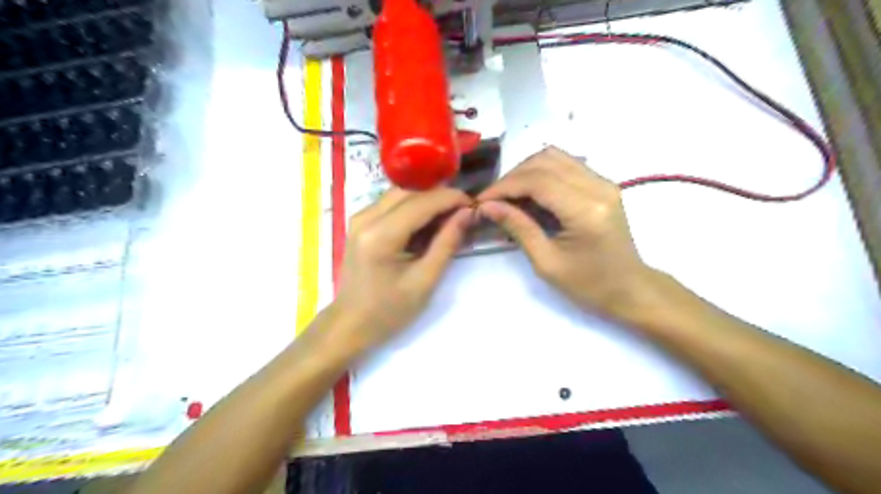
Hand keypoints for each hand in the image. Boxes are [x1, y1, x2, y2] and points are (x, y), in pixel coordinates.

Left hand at [332, 186, 474, 350]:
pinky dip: (413, 207)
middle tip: (463, 211)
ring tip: (449, 216)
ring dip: (426, 200)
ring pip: (400, 194)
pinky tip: (426, 223)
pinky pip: (391, 203)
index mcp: (381, 235)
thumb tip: (467, 213)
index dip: (451, 198)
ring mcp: (359, 217)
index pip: (422, 202)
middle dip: (440, 196)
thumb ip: (447, 243)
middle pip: (410, 192)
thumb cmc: (389, 310)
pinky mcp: (360, 222)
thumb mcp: (425, 280)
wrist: (351, 323)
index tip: (474, 204)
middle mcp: (366, 217)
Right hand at [479, 147, 648, 319]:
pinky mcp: (602, 184)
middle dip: (512, 177)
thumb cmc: (589, 285)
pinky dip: (541, 174)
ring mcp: (604, 181)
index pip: (537, 181)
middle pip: (545, 160)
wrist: (630, 289)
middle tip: (493, 200)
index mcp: (586, 210)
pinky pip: (565, 165)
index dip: (504, 186)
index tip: (481, 201)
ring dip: (526, 172)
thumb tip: (488, 206)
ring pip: (555, 157)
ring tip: (509, 196)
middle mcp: (598, 186)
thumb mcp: (547, 262)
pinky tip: (529, 194)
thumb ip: (518, 227)